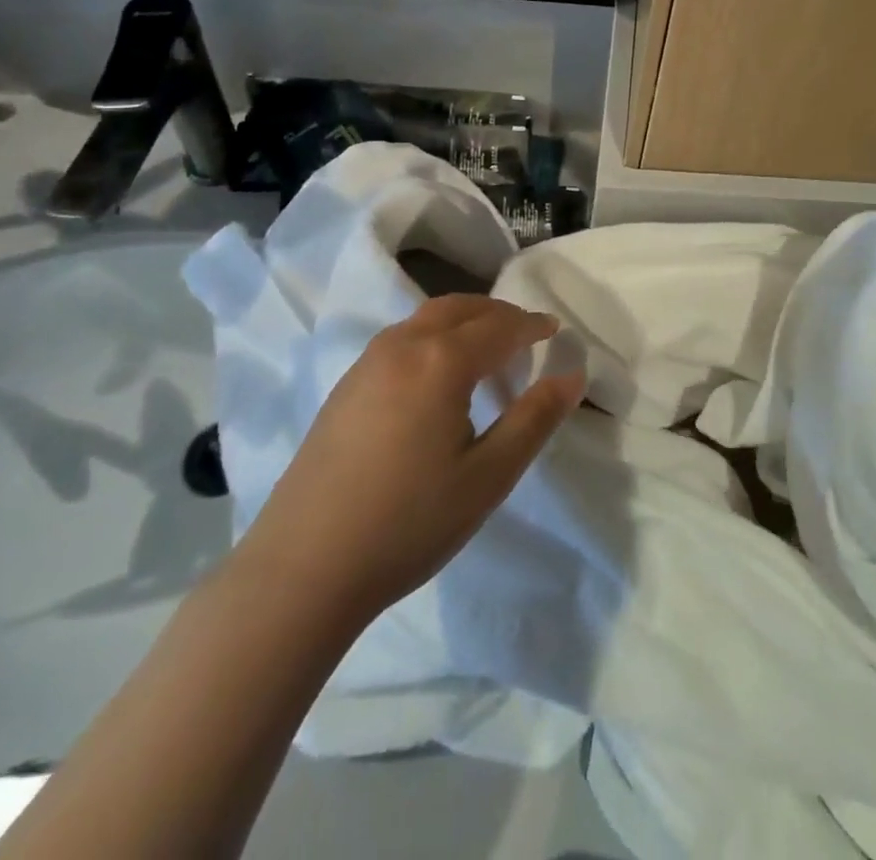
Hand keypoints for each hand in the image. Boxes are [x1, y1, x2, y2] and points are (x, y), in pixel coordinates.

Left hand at [236, 294, 585, 624]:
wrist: (304, 567)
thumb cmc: (408, 523)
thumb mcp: (488, 476)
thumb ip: (534, 419)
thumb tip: (571, 376)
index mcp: (440, 361)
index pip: (499, 326)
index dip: (532, 325)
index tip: (556, 330)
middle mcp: (402, 345)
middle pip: (460, 308)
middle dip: (498, 314)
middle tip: (526, 334)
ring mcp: (367, 363)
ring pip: (426, 318)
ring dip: (464, 321)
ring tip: (487, 351)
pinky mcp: (345, 386)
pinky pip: (401, 338)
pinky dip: (434, 337)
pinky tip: (437, 377)